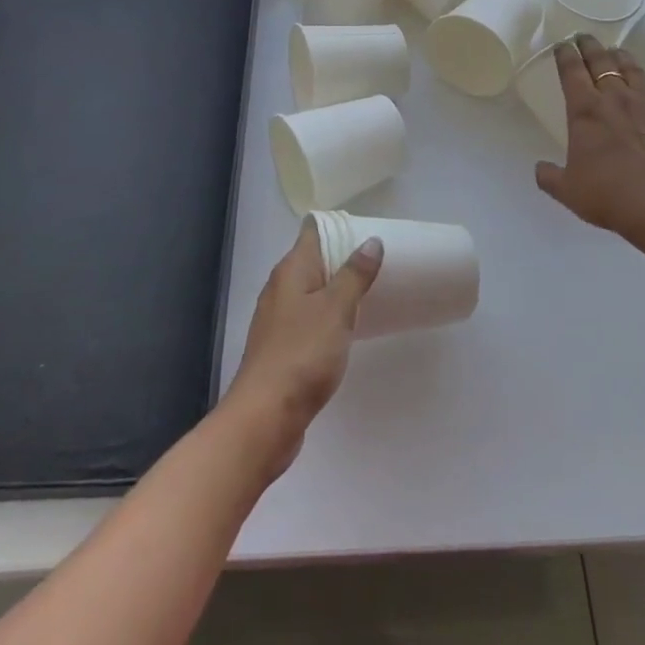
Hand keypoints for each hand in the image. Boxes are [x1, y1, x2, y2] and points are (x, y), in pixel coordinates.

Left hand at [223, 222, 382, 475]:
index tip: (368, 230)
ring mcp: (278, 319)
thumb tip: (371, 241)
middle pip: (313, 260)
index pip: (312, 232)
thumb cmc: (303, 354)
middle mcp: (280, 288)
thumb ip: (354, 274)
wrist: (265, 417)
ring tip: (370, 290)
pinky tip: (348, 327)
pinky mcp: (282, 347)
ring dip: (337, 288)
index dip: (338, 226)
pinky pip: (309, 318)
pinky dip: (329, 315)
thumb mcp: (336, 309)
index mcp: (290, 271)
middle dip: (343, 257)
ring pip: (312, 291)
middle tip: (379, 260)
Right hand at [535, 35, 644, 247]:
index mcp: (586, 111)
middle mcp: (616, 100)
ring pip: (633, 71)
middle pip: (602, 62)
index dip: (565, 55)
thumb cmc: (609, 195)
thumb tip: (540, 169)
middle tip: (584, 37)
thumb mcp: (568, 191)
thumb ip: (550, 177)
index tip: (562, 44)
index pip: (572, 71)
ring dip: (621, 58)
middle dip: (590, 46)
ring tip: (616, 52)